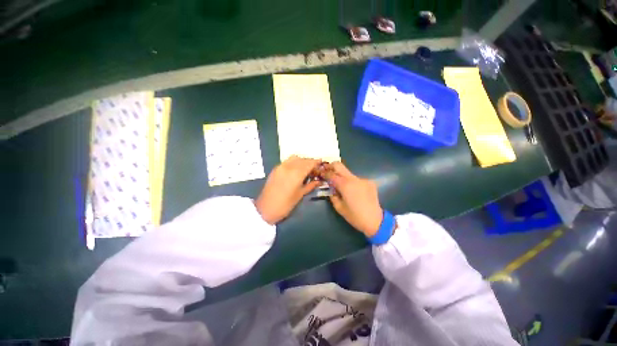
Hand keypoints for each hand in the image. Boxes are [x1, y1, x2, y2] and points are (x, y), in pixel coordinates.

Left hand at [255, 156, 321, 224]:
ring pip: (294, 158)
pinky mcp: (275, 169)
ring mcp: (280, 166)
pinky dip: (294, 162)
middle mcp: (289, 166)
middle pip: (302, 159)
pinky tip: (296, 170)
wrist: (265, 209)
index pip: (309, 163)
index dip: (316, 162)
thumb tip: (319, 181)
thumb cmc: (285, 204)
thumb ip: (311, 185)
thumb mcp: (300, 195)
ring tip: (306, 169)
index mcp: (296, 173)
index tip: (321, 163)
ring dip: (302, 161)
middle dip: (310, 162)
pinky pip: (287, 161)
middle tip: (315, 169)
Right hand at [323, 162, 383, 236]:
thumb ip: (333, 195)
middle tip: (327, 172)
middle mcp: (353, 179)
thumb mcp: (339, 208)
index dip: (324, 173)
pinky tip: (354, 192)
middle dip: (331, 166)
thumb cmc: (355, 216)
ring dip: (342, 177)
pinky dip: (352, 183)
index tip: (320, 173)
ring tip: (342, 187)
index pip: (331, 174)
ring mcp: (362, 179)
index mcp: (345, 185)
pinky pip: (356, 179)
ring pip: (348, 173)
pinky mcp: (369, 182)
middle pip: (339, 165)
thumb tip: (331, 188)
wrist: (375, 220)